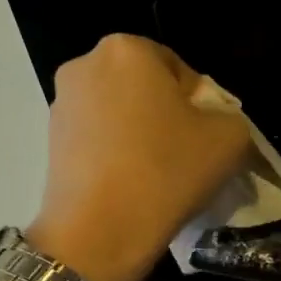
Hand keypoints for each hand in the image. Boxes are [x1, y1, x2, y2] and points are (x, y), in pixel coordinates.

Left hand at [29, 35, 249, 280]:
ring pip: (120, 111)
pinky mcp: (50, 139)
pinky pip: (98, 136)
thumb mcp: (230, 137)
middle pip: (145, 87)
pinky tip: (131, 184)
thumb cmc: (169, 170)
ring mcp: (62, 102)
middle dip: (166, 113)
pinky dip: (117, 152)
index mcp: (128, 50)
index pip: (180, 69)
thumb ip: (229, 115)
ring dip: (140, 133)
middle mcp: (86, 65)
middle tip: (186, 153)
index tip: (205, 137)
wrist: (101, 231)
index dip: (200, 104)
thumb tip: (209, 121)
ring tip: (157, 173)